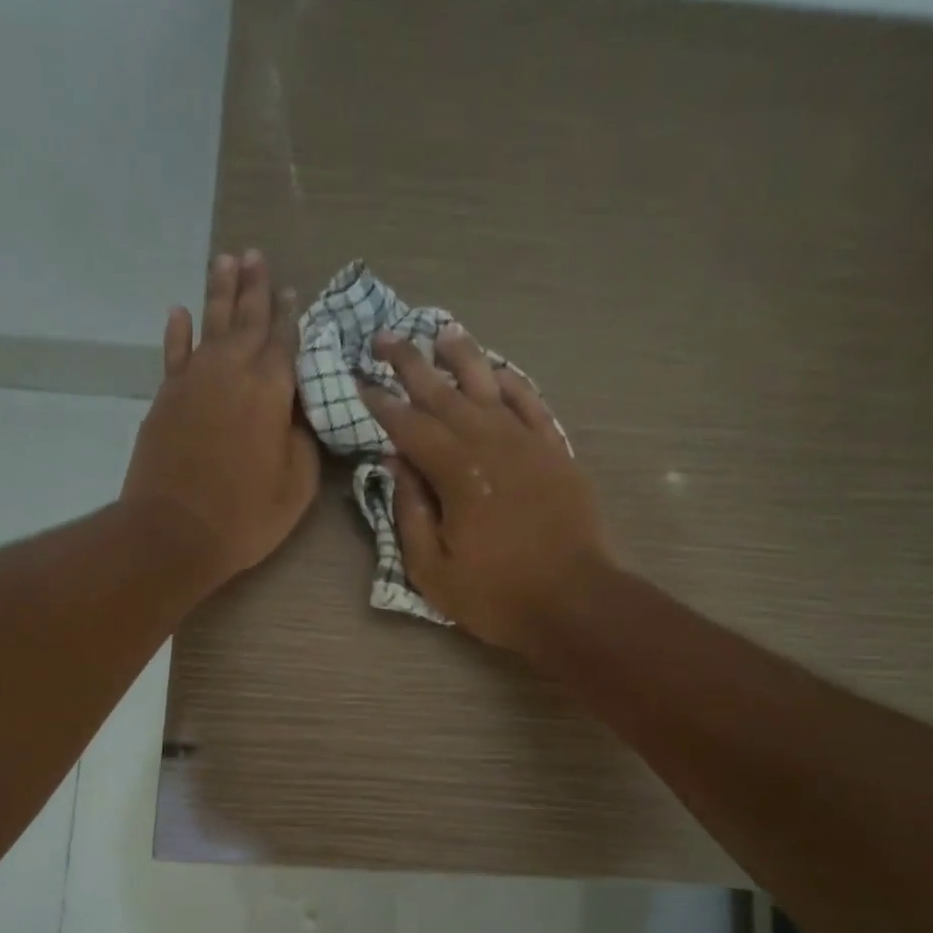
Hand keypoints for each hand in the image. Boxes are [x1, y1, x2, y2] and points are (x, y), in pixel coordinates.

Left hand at [121, 250, 319, 584]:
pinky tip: (180, 312)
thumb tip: (297, 413)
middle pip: (247, 321)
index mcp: (270, 391)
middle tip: (258, 256)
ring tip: (227, 260)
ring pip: (210, 325)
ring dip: (219, 293)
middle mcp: (231, 373)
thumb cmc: (245, 515)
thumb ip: (303, 440)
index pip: (285, 343)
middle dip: (255, 288)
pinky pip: (174, 354)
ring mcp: (193, 382)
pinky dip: (178, 331)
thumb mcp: (297, 485)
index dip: (291, 317)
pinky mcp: (166, 398)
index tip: (294, 291)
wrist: (174, 532)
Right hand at [361, 324, 615, 653]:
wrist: (574, 601)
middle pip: (444, 393)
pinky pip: (531, 403)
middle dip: (410, 364)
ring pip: (490, 385)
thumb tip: (394, 463)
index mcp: (456, 473)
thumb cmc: (496, 594)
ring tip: (441, 332)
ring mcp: (527, 443)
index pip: (408, 426)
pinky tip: (497, 370)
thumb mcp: (432, 569)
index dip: (379, 403)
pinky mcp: (555, 451)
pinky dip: (512, 382)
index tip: (358, 382)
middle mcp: (490, 443)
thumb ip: (409, 512)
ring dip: (463, 356)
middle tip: (384, 338)